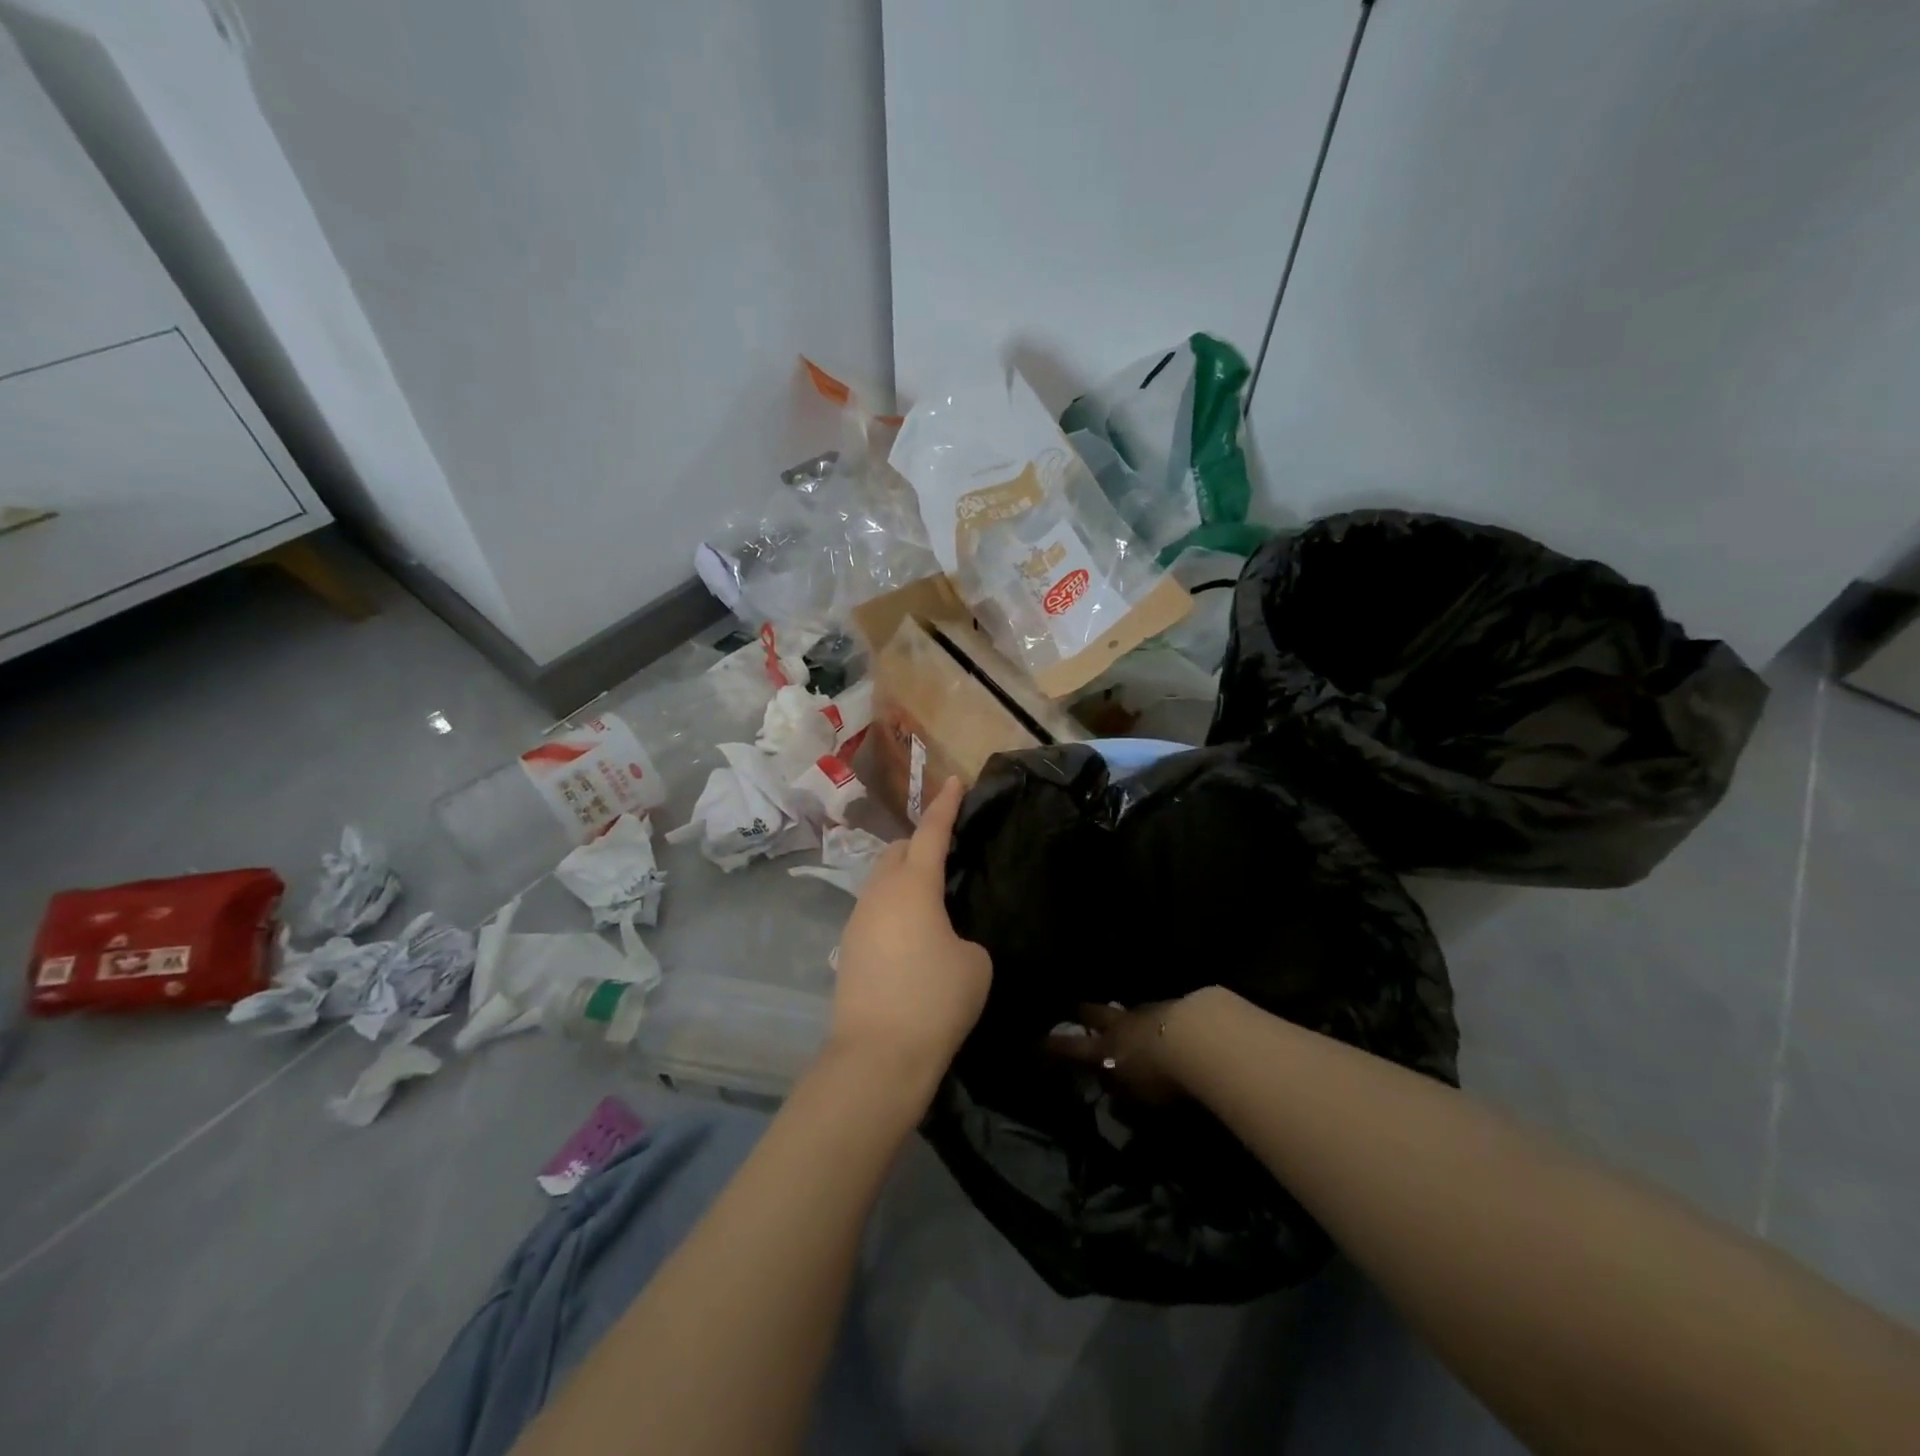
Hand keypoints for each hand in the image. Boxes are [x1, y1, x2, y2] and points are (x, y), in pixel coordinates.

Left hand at [830, 778, 991, 1088]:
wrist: (877, 1056)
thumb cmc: (935, 1000)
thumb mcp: (974, 963)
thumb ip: (962, 936)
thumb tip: (943, 940)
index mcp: (913, 886)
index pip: (931, 832)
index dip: (945, 805)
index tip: (953, 781)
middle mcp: (879, 894)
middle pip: (898, 852)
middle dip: (920, 844)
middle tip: (946, 855)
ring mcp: (857, 921)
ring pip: (882, 882)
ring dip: (904, 879)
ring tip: (930, 900)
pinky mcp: (848, 950)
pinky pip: (875, 912)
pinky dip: (894, 909)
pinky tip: (911, 936)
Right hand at [1045, 999, 1188, 1104]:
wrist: (1200, 1040)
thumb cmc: (1160, 1077)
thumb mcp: (1137, 1100)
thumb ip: (1123, 1099)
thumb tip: (1115, 1102)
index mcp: (1105, 1048)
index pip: (1070, 1047)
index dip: (1051, 1046)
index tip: (1035, 1042)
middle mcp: (1121, 1025)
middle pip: (1093, 1013)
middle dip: (1081, 1012)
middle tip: (1073, 1009)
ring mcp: (1147, 1011)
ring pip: (1127, 1010)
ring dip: (1123, 1017)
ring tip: (1124, 1020)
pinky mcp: (1175, 1006)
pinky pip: (1156, 1012)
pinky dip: (1154, 1020)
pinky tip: (1165, 1026)